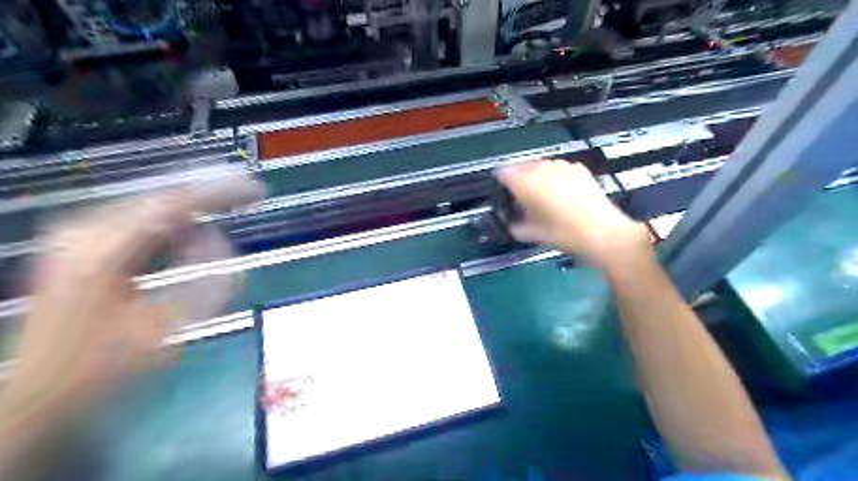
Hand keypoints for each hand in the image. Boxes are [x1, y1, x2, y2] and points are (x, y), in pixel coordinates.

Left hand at [5, 174, 263, 410]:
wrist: (41, 393)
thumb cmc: (107, 366)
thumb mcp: (167, 326)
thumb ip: (204, 277)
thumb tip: (218, 238)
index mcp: (103, 251)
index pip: (173, 203)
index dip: (220, 193)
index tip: (256, 191)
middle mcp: (85, 232)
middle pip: (161, 197)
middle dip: (210, 195)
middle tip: (250, 196)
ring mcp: (78, 236)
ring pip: (151, 206)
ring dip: (194, 208)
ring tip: (232, 208)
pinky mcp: (81, 246)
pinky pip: (139, 220)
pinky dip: (174, 221)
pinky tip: (195, 229)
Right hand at [497, 157, 650, 268]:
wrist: (602, 232)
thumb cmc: (564, 234)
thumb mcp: (533, 235)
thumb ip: (516, 227)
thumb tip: (512, 224)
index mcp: (526, 183)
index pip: (503, 173)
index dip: (500, 183)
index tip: (502, 193)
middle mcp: (542, 169)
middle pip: (521, 167)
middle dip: (518, 179)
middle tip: (520, 197)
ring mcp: (562, 166)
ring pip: (540, 165)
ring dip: (536, 176)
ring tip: (540, 195)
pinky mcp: (579, 169)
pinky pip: (559, 168)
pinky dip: (554, 177)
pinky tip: (560, 192)